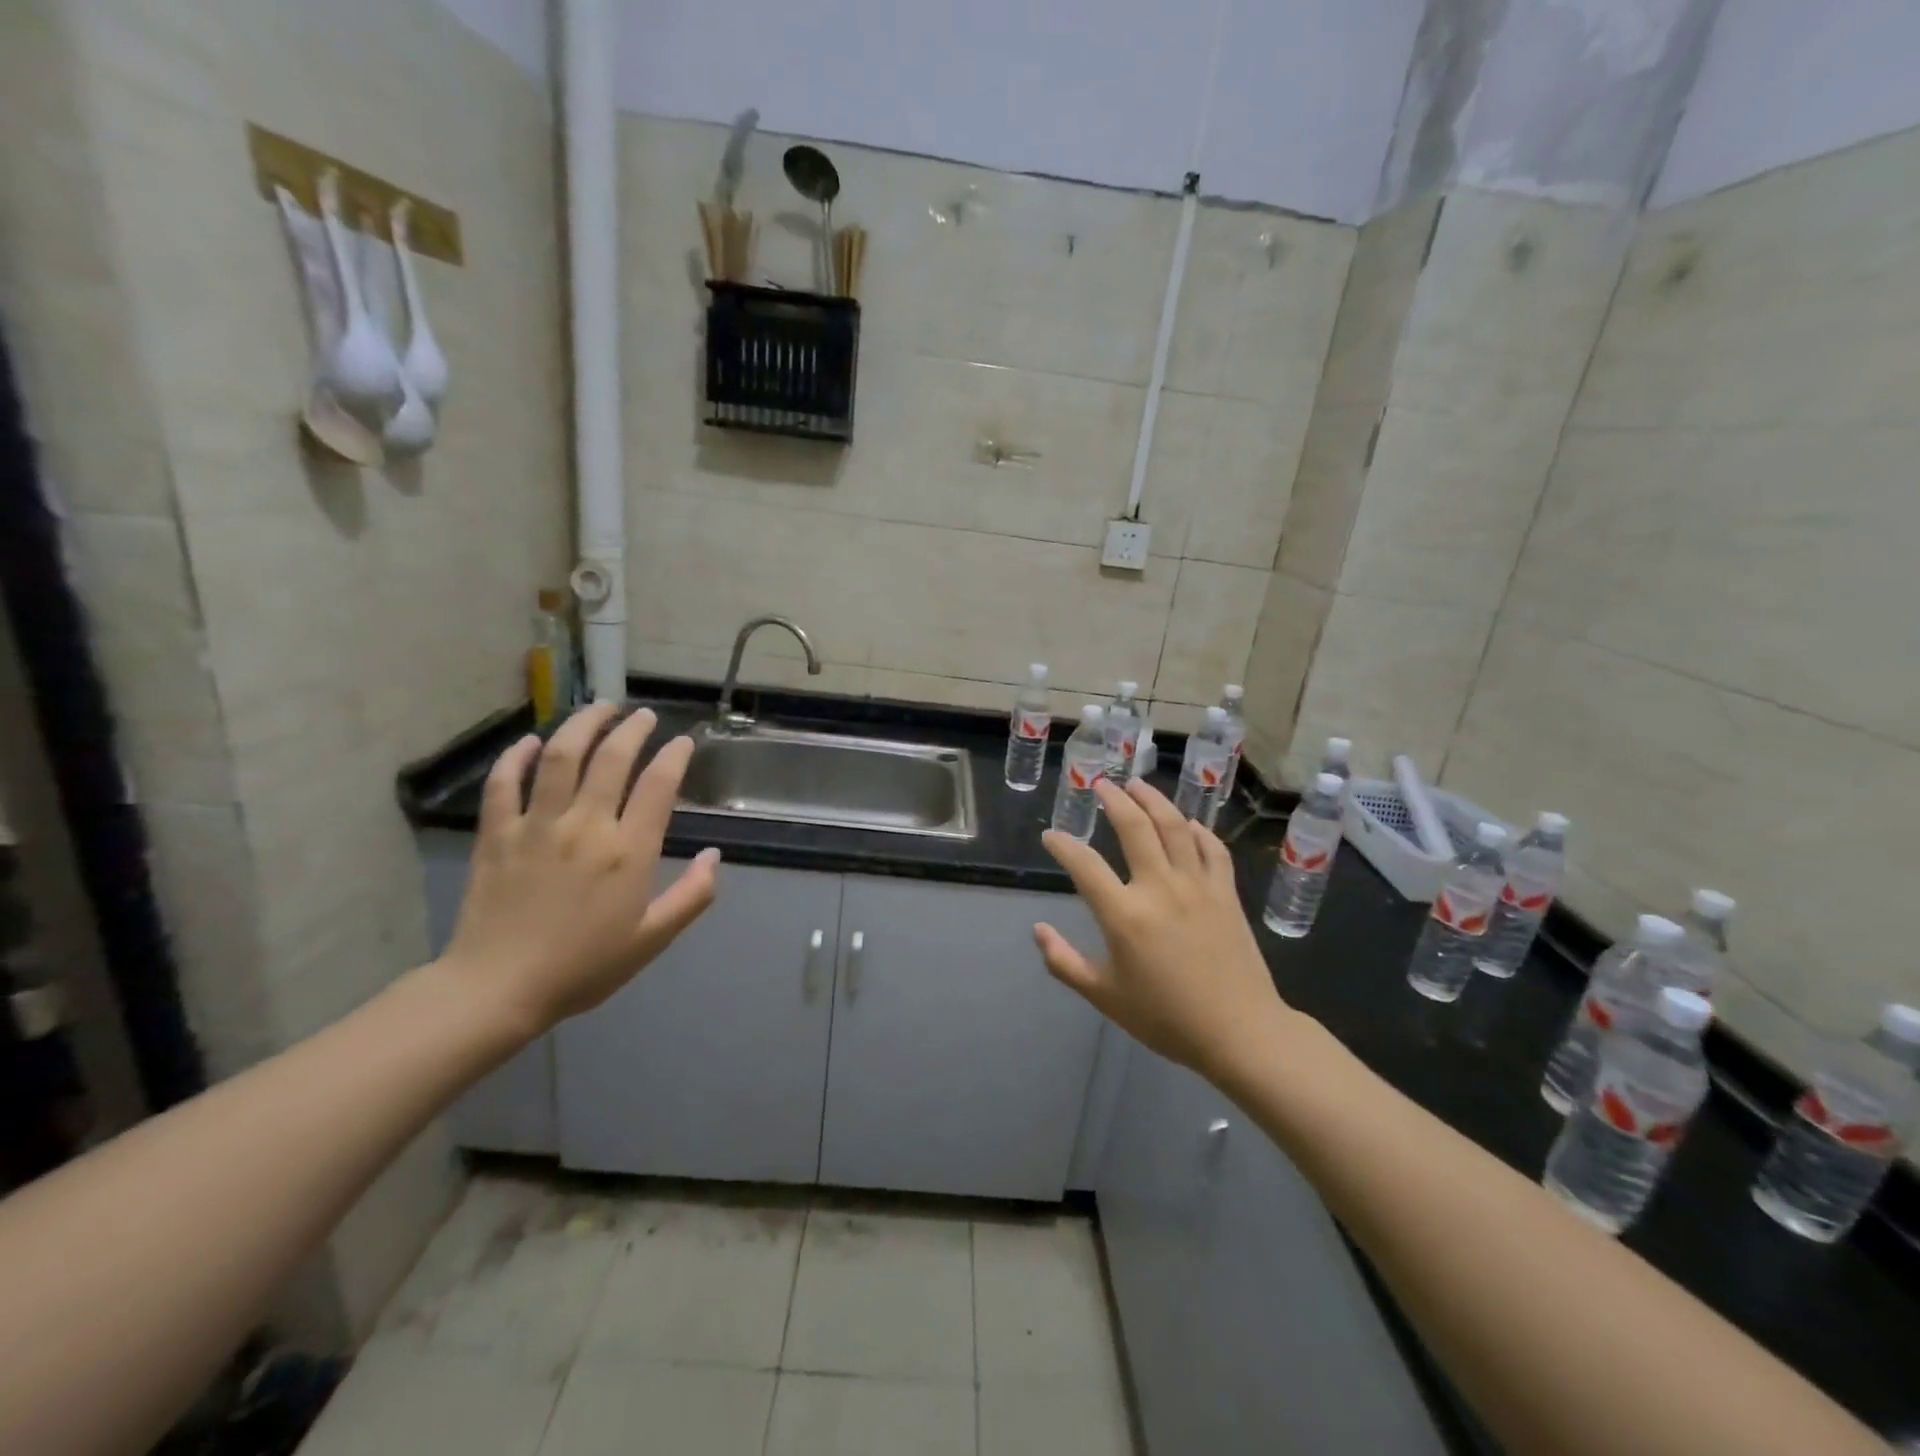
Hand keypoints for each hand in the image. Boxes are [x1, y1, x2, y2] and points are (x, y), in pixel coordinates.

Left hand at [440, 702, 718, 1035]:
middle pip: (612, 758)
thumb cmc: (584, 967)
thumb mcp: (652, 939)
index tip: (683, 742)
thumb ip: (692, 896)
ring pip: (561, 756)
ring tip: (599, 708)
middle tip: (643, 715)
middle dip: (632, 729)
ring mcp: (537, 825)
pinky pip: (505, 783)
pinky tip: (532, 741)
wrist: (498, 989)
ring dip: (583, 724)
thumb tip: (714, 856)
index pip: (658, 785)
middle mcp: (586, 826)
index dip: (675, 756)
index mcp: (628, 851)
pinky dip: (518, 756)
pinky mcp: (497, 834)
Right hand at [1036, 778, 1289, 1078]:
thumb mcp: (1105, 996)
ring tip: (1138, 785)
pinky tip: (1188, 824)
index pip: (1084, 865)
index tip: (1051, 836)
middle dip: (1114, 800)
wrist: (1239, 1032)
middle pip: (1134, 827)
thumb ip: (1065, 962)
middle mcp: (1159, 887)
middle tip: (1101, 785)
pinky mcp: (1226, 893)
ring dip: (1154, 800)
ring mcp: (1197, 886)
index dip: (1063, 846)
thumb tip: (1038, 930)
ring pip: (1175, 826)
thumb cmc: (1166, 1018)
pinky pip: (1213, 849)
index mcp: (1124, 915)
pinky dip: (1198, 831)